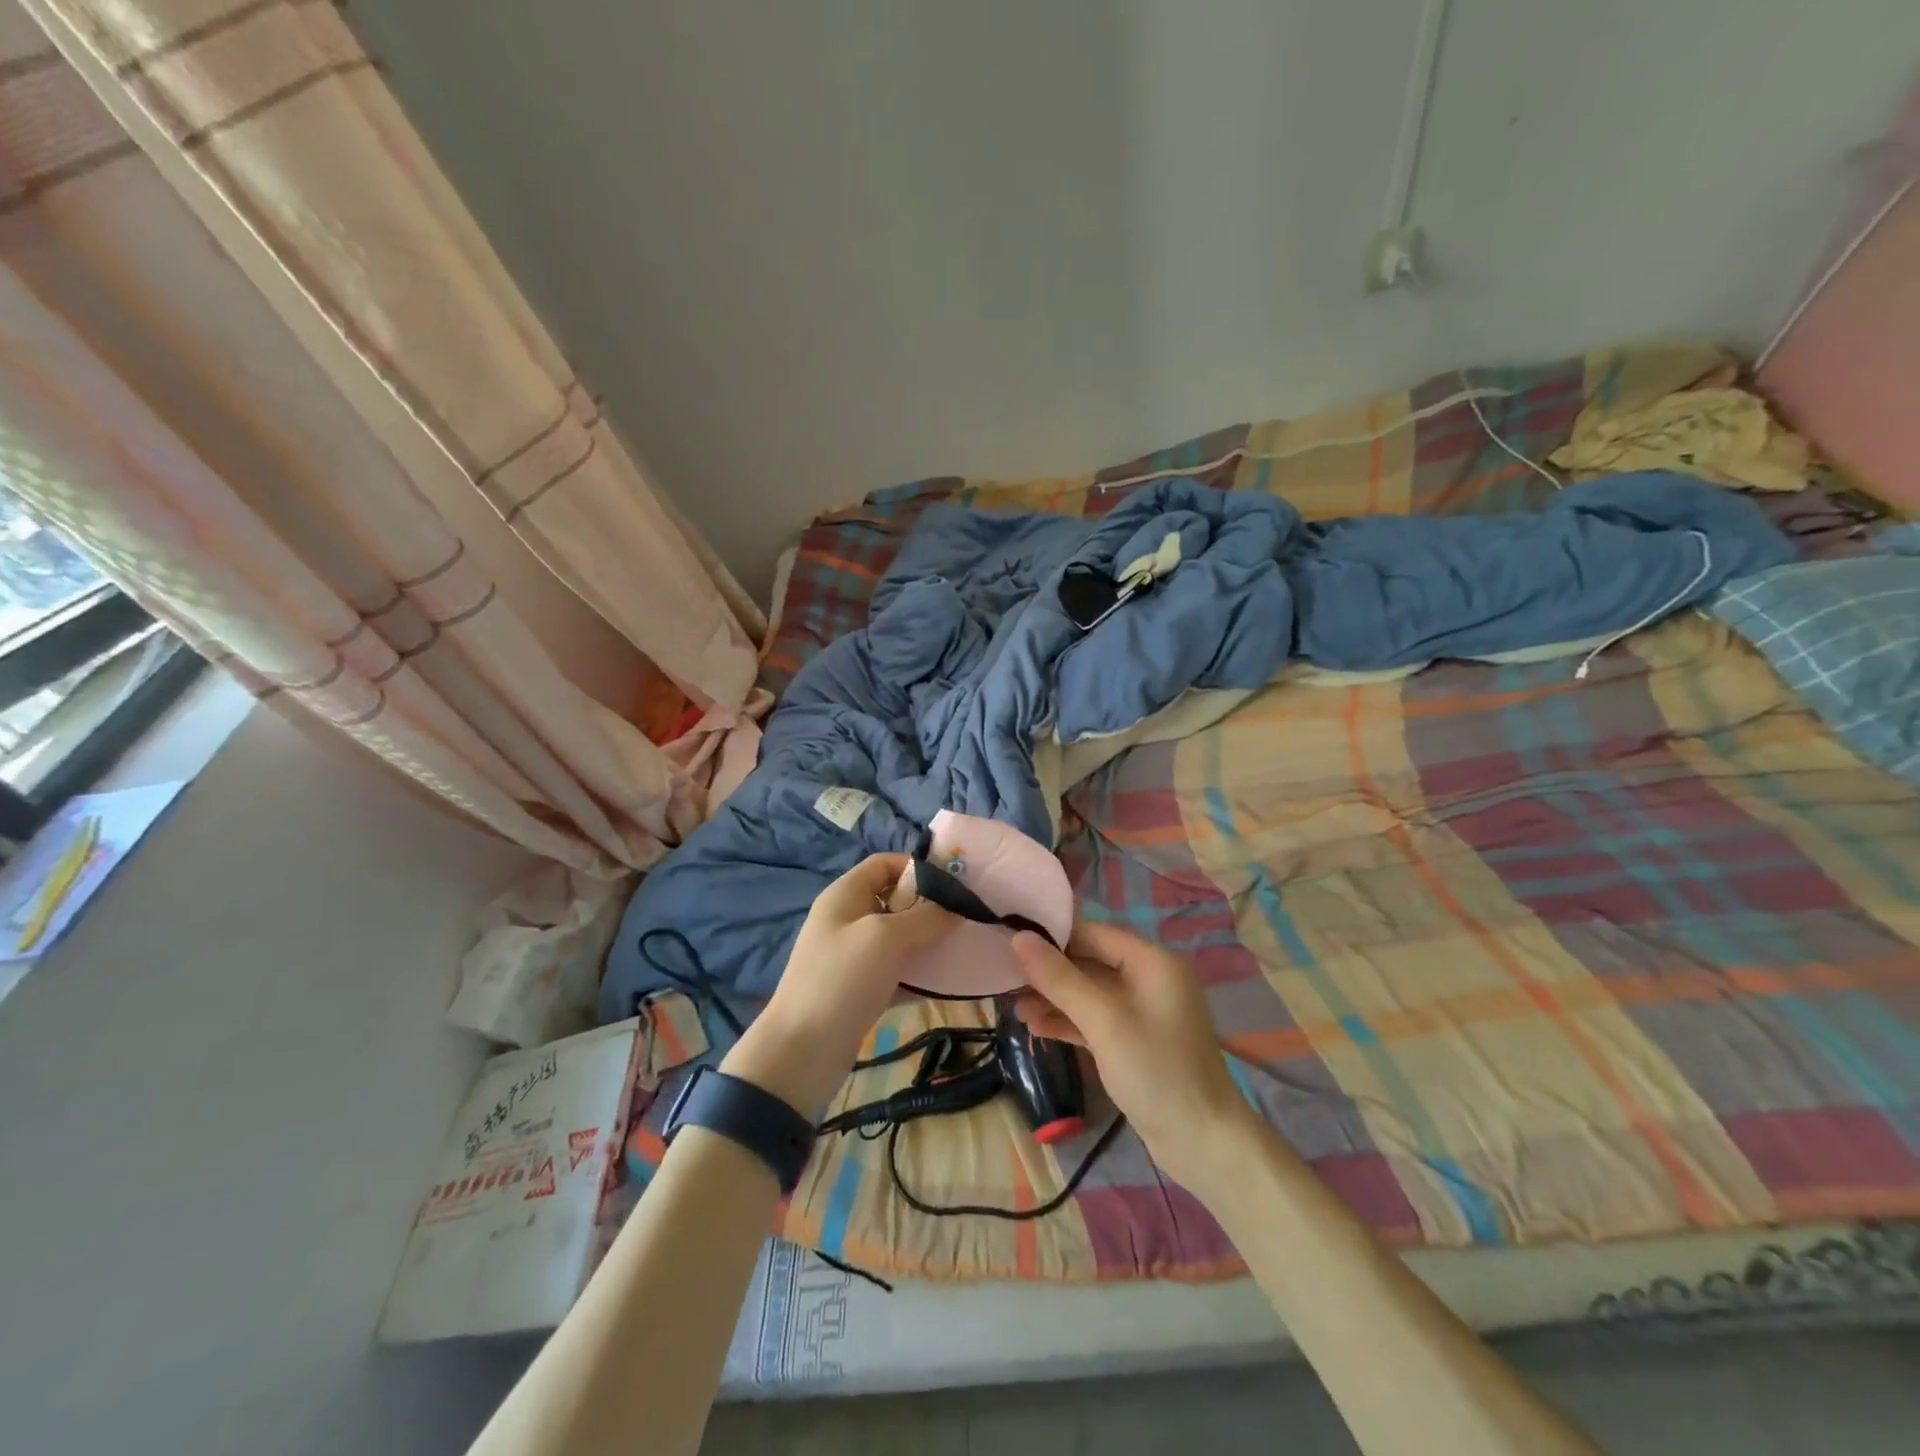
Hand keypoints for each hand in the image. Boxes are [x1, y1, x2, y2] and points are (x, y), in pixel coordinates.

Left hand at [721, 854, 951, 1118]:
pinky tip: (948, 982)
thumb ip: (925, 917)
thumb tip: (955, 909)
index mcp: (845, 895)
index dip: (918, 867)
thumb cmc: (841, 980)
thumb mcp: (885, 938)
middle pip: (895, 899)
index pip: (884, 864)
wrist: (802, 1052)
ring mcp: (853, 956)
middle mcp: (848, 919)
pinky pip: (897, 971)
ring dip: (929, 941)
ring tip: (963, 949)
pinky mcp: (861, 989)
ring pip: (899, 937)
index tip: (955, 884)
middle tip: (966, 919)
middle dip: (930, 907)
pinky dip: (920, 974)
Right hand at [1011, 920, 1256, 1193]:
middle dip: (1048, 971)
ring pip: (1088, 994)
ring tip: (1011, 1006)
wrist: (1204, 1145)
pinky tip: (1035, 1026)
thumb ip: (1060, 979)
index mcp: (1151, 962)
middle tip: (1004, 977)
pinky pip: (1094, 1020)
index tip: (1009, 940)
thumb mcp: (1104, 1022)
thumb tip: (1018, 938)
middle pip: (1088, 962)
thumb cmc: (1157, 1072)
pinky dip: (1068, 1021)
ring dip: (1053, 999)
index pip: (1093, 933)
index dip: (1052, 936)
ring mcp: (1141, 1013)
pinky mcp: (1133, 1042)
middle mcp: (1148, 980)